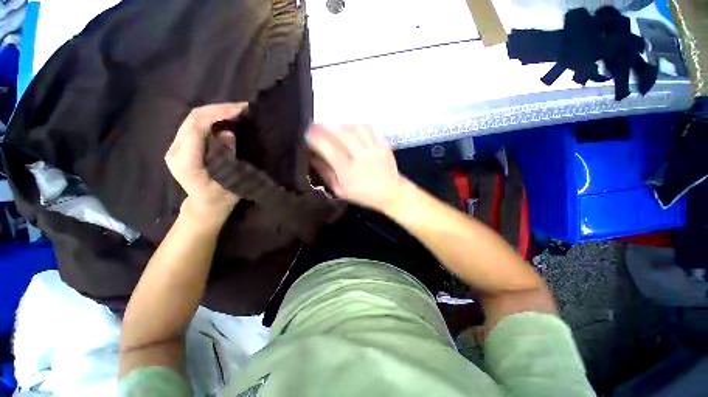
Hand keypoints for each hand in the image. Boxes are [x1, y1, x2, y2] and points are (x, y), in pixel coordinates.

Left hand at [165, 103, 247, 225]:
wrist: (204, 207)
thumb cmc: (220, 199)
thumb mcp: (230, 182)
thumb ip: (227, 157)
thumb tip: (227, 133)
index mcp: (186, 161)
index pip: (197, 126)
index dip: (218, 114)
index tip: (241, 110)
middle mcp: (175, 150)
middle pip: (193, 118)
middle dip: (218, 109)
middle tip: (242, 107)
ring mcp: (176, 147)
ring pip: (193, 119)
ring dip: (216, 112)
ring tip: (236, 111)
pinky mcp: (181, 146)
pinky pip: (195, 125)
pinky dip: (212, 118)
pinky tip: (226, 119)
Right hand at [307, 124, 405, 212]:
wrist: (390, 192)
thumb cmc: (363, 194)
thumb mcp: (340, 190)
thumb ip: (326, 173)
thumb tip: (312, 157)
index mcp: (349, 171)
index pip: (329, 148)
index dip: (316, 137)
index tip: (307, 133)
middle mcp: (361, 157)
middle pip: (343, 134)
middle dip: (326, 126)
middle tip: (316, 124)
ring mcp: (374, 148)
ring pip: (356, 128)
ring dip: (341, 123)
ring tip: (332, 125)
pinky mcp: (383, 144)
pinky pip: (369, 128)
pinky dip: (356, 124)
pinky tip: (350, 126)